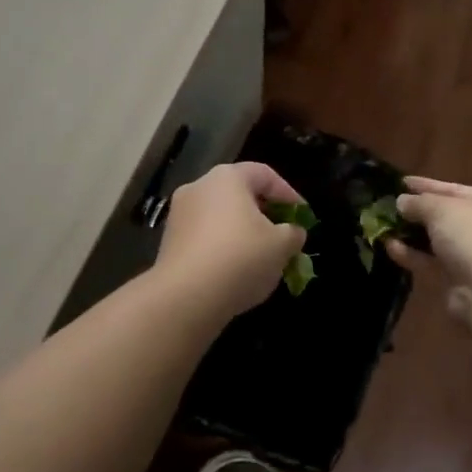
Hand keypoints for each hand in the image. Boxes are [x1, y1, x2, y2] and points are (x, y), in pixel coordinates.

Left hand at [154, 162, 307, 315]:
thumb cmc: (240, 258)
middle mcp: (199, 187)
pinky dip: (223, 248)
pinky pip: (204, 238)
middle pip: (239, 194)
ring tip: (261, 259)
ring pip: (220, 218)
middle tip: (283, 236)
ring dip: (243, 233)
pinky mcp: (168, 242)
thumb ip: (293, 233)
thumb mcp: (281, 246)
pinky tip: (235, 272)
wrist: (185, 297)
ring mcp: (179, 214)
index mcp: (227, 177)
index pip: (264, 174)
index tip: (303, 217)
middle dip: (264, 215)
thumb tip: (292, 232)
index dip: (288, 194)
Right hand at [386, 177, 471, 316]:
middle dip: (419, 212)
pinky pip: (433, 263)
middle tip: (390, 205)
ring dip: (413, 234)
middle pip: (448, 216)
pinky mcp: (462, 283)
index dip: (428, 185)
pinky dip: (413, 255)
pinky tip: (390, 247)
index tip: (402, 182)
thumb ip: (419, 202)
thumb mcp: (442, 208)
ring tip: (384, 226)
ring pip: (439, 242)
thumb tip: (402, 201)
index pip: (456, 190)